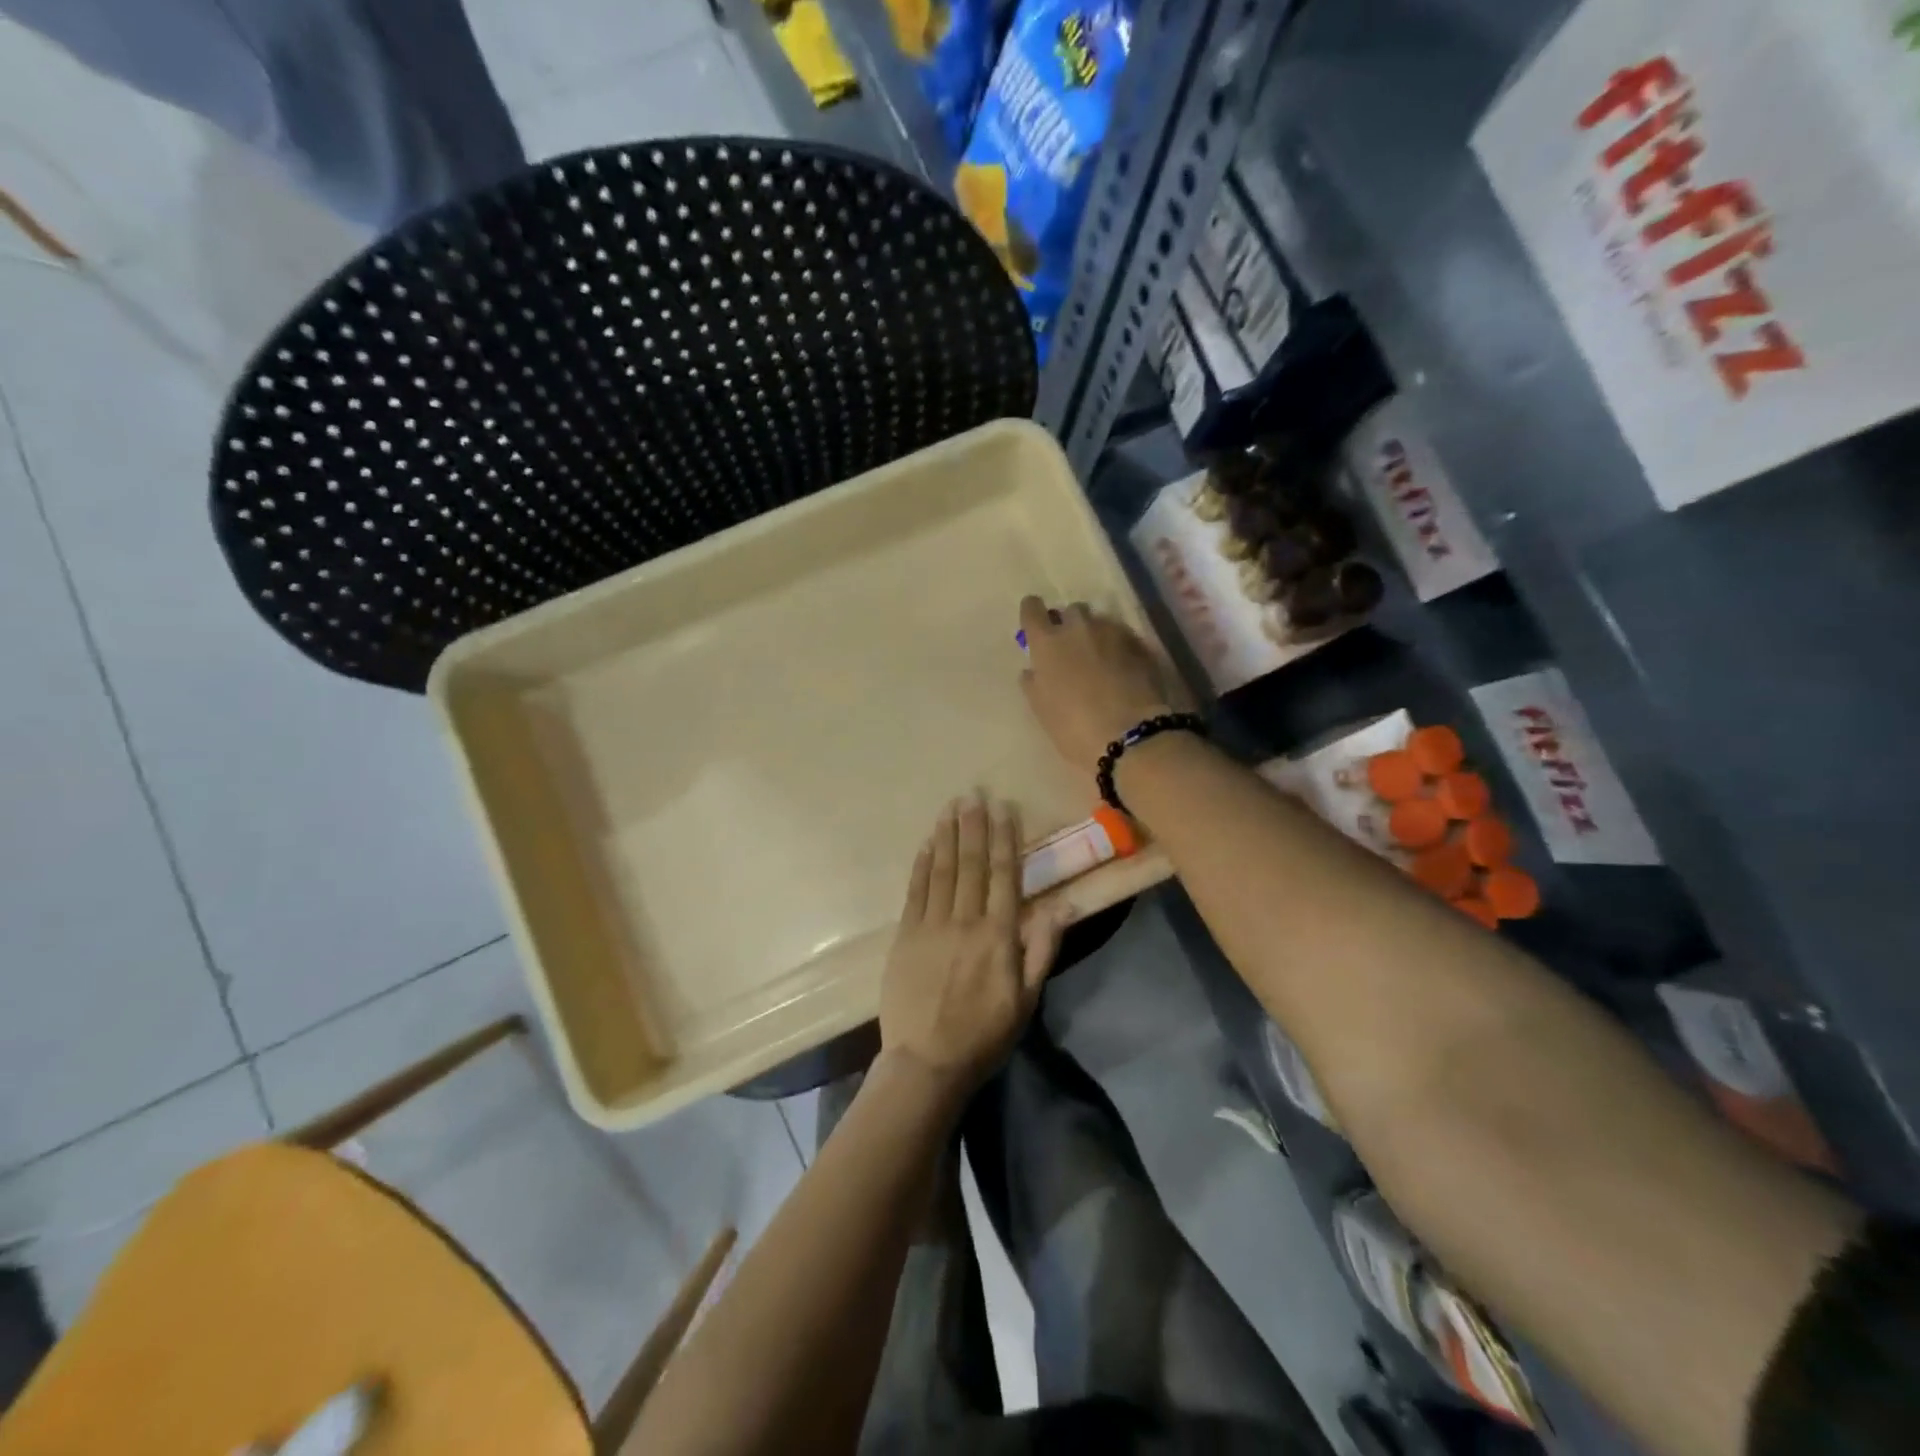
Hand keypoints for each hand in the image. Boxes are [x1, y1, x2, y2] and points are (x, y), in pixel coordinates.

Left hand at [879, 793, 1066, 1096]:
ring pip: (942, 870)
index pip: (1004, 875)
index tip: (1004, 809)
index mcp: (998, 935)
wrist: (927, 1061)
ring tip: (951, 806)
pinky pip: (915, 891)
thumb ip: (1043, 948)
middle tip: (974, 794)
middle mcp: (965, 921)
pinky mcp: (905, 936)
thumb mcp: (1027, 998)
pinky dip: (922, 864)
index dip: (1004, 839)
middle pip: (971, 864)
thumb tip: (1064, 905)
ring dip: (947, 836)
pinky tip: (927, 843)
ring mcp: (931, 926)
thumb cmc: (985, 1033)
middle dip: (974, 826)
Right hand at [1018, 595, 1177, 774]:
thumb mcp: (1042, 709)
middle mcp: (1077, 627)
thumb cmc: (1074, 727)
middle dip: (1069, 625)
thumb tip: (1033, 670)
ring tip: (1101, 660)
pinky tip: (1123, 669)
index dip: (1033, 614)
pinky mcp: (1139, 643)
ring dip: (1096, 634)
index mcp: (1047, 643)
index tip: (1035, 627)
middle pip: (1070, 611)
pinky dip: (1119, 646)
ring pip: (1099, 621)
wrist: (1129, 735)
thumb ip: (1034, 683)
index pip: (1032, 608)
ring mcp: (1112, 632)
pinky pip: (1123, 636)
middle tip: (1072, 650)